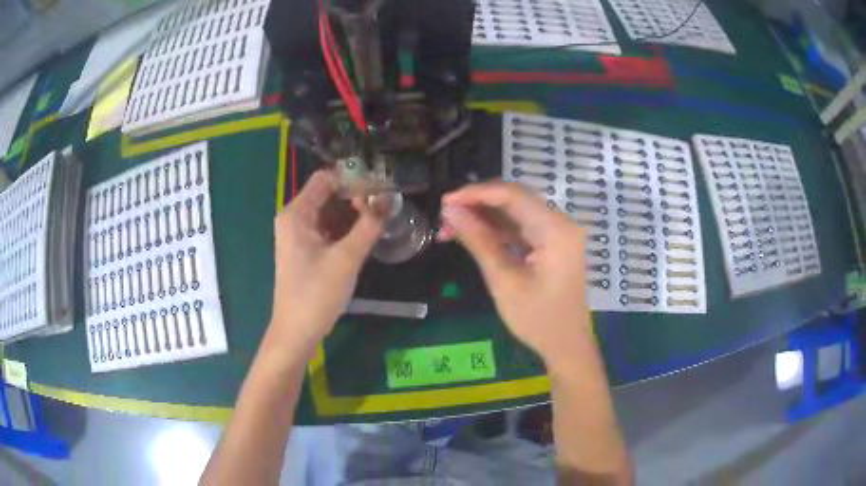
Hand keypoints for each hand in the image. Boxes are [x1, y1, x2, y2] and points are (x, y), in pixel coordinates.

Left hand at [267, 171, 382, 357]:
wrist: (296, 331)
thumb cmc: (316, 294)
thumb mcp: (346, 259)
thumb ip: (368, 225)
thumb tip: (389, 198)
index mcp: (296, 214)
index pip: (325, 179)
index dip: (352, 179)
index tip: (379, 188)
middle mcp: (294, 218)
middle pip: (327, 194)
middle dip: (355, 198)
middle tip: (383, 208)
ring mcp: (298, 234)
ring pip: (329, 212)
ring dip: (352, 214)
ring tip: (379, 221)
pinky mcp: (305, 249)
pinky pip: (327, 228)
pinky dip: (345, 229)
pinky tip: (364, 235)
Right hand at [439, 182, 589, 363]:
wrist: (567, 344)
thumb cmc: (538, 319)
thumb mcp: (503, 281)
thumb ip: (478, 241)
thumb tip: (450, 212)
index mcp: (555, 229)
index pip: (511, 195)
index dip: (475, 193)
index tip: (444, 201)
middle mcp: (561, 222)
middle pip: (514, 199)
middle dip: (477, 204)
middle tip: (444, 216)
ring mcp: (558, 231)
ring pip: (515, 211)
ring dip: (484, 217)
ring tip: (451, 228)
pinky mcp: (553, 242)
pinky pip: (521, 226)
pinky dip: (497, 229)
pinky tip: (472, 235)